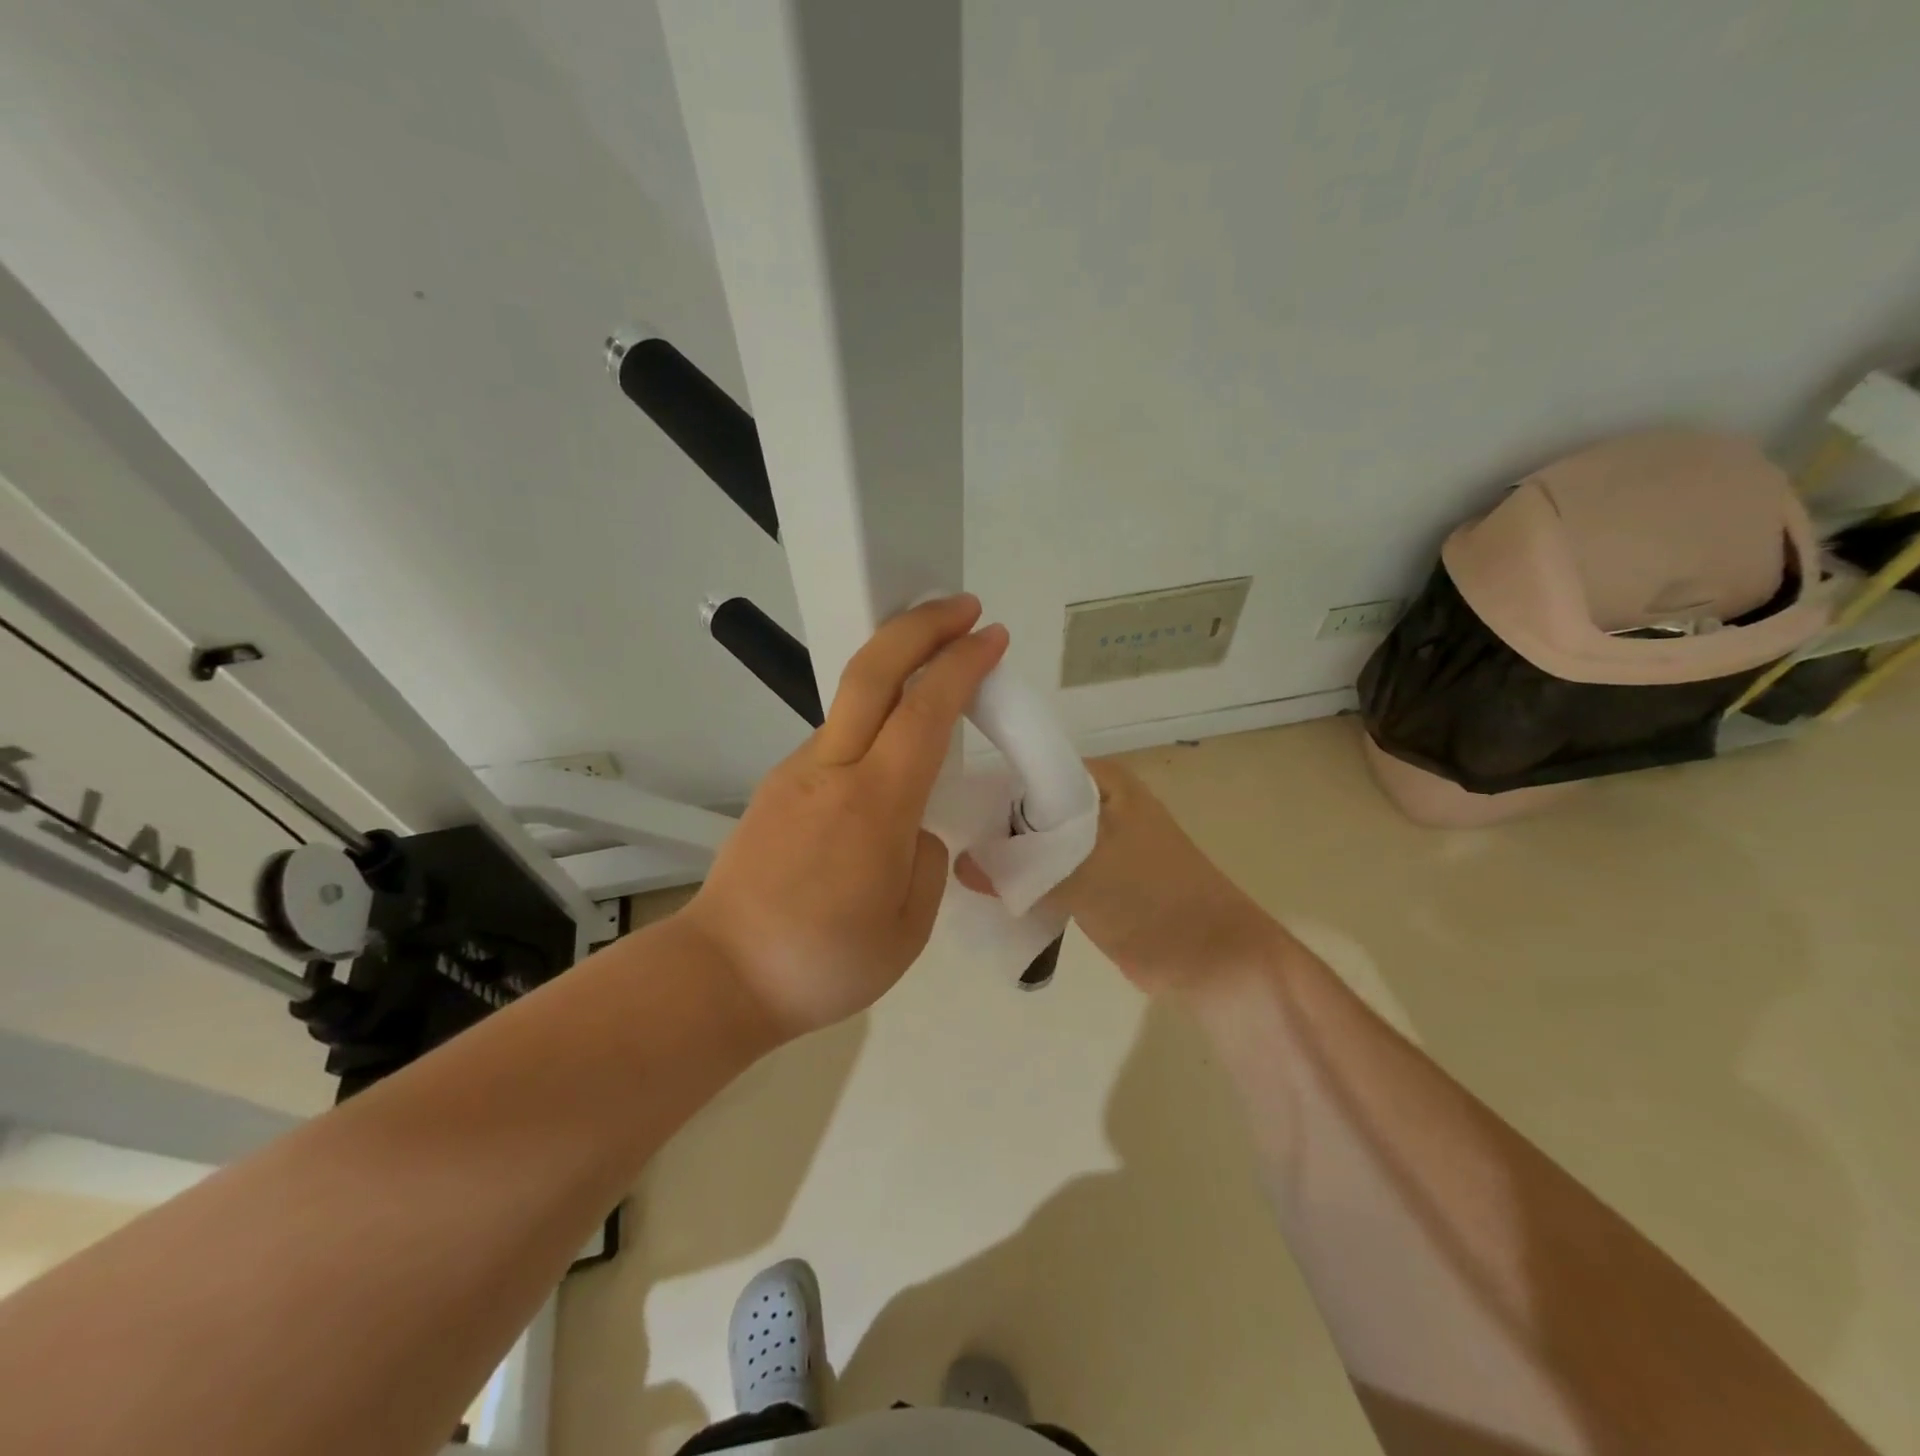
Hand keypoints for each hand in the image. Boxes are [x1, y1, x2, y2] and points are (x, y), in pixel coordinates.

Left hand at [680, 596, 1008, 1036]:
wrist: (721, 976)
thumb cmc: (824, 962)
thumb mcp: (908, 927)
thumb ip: (927, 860)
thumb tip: (915, 829)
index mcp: (874, 804)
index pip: (926, 711)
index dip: (962, 665)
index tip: (992, 636)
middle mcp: (831, 770)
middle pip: (871, 670)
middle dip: (920, 625)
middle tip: (962, 607)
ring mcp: (795, 773)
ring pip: (851, 703)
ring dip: (897, 674)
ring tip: (936, 684)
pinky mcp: (776, 787)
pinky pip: (836, 742)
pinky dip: (872, 724)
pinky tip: (890, 759)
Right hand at [959, 758, 1275, 996]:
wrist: (1212, 959)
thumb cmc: (1154, 899)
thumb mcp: (1084, 874)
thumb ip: (1020, 867)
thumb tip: (960, 864)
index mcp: (1100, 781)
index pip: (1029, 769)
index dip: (990, 789)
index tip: (947, 813)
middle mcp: (1096, 804)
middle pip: (1028, 809)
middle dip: (994, 830)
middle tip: (943, 848)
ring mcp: (1095, 844)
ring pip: (1036, 844)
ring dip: (1007, 861)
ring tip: (956, 873)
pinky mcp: (1093, 881)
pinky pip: (1047, 874)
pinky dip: (1024, 884)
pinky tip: (988, 896)